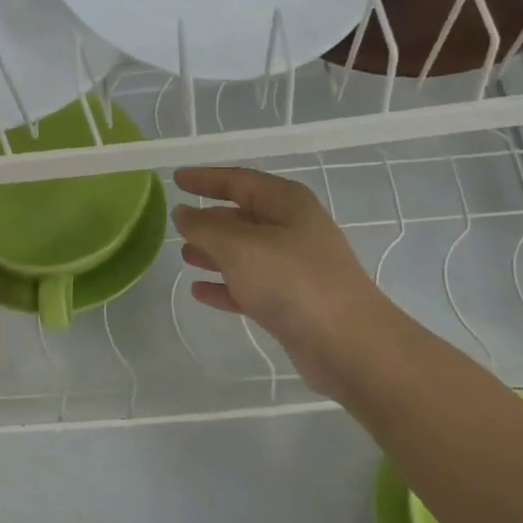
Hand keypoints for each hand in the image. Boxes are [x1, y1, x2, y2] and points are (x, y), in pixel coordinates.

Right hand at [172, 167, 395, 397]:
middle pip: (244, 216)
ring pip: (246, 253)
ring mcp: (295, 268)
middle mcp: (293, 229)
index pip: (239, 180)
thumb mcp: (239, 246)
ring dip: (215, 252)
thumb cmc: (292, 281)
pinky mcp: (292, 303)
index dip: (206, 179)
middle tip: (176, 223)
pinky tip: (199, 291)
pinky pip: (250, 286)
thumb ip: (205, 227)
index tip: (175, 179)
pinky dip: (226, 286)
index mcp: (287, 203)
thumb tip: (183, 213)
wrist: (347, 343)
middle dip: (210, 218)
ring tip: (183, 255)